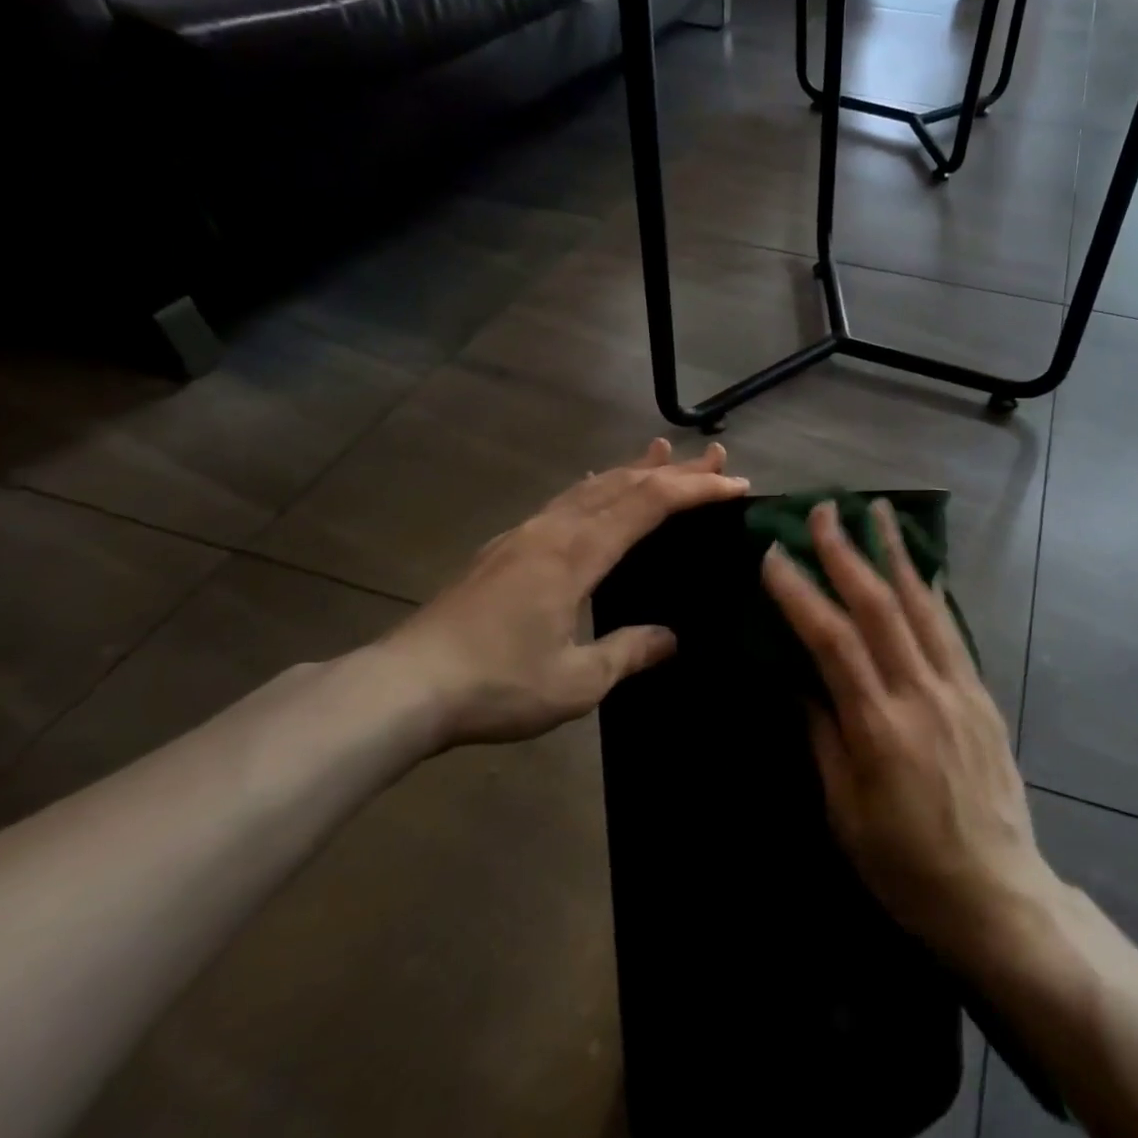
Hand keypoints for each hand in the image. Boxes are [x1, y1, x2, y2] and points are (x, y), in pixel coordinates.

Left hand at [373, 439, 748, 746]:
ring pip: (589, 487)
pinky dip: (595, 488)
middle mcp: (552, 530)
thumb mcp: (576, 680)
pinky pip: (563, 502)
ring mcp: (522, 535)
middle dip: (673, 469)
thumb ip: (629, 652)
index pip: (648, 504)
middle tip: (714, 456)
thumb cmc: (496, 684)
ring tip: (661, 451)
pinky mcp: (503, 550)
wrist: (404, 686)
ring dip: (632, 469)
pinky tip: (593, 489)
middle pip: (622, 483)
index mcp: (576, 553)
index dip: (694, 489)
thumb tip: (671, 637)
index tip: (733, 484)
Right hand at [761, 499, 1059, 961]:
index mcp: (879, 727)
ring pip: (922, 605)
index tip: (774, 555)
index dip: (799, 593)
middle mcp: (921, 694)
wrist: (998, 895)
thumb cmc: (906, 867)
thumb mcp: (845, 813)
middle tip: (824, 510)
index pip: (831, 640)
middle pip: (879, 607)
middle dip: (846, 552)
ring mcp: (958, 690)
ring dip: (895, 554)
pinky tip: (923, 567)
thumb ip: (823, 737)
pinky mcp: (981, 696)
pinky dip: (933, 592)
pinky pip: (952, 630)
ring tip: (878, 512)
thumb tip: (800, 682)